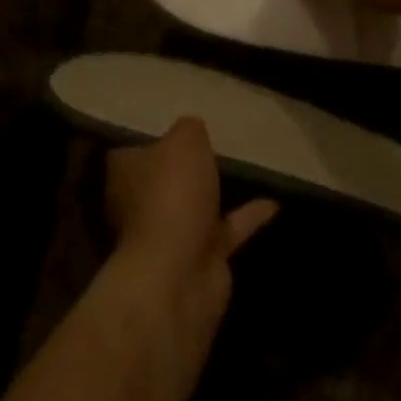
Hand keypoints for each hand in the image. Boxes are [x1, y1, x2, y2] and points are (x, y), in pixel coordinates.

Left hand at [105, 118, 276, 329]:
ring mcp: (170, 234)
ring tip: (246, 169)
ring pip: (194, 206)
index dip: (153, 136)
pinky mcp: (200, 258)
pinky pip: (227, 229)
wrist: (178, 275)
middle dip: (184, 167)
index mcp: (125, 173)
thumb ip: (190, 130)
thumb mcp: (184, 140)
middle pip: (164, 178)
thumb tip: (191, 130)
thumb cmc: (171, 195)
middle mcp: (141, 203)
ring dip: (214, 193)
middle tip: (214, 143)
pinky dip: (248, 216)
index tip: (177, 126)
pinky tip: (274, 203)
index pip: (133, 148)